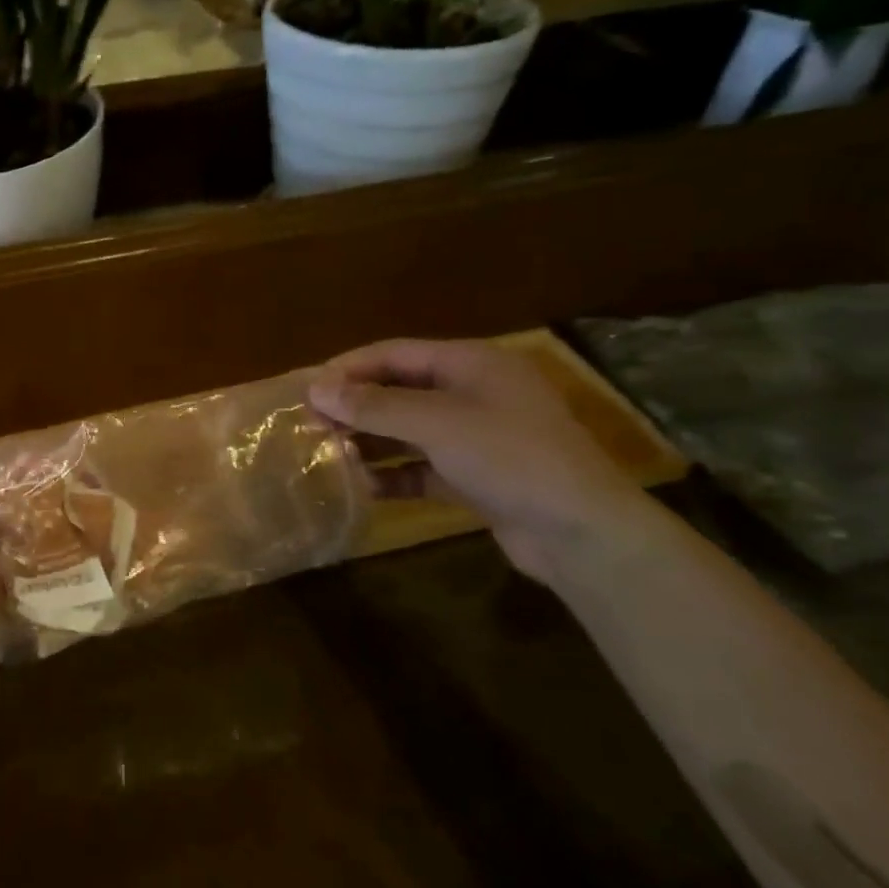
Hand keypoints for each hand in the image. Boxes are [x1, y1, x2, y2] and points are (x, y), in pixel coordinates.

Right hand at [308, 338, 647, 584]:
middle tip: (311, 426)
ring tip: (330, 455)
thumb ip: (374, 406)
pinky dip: (394, 474)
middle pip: (398, 390)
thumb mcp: (436, 423)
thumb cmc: (509, 457)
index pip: (393, 353)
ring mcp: (476, 436)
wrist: (582, 534)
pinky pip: (423, 466)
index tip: (306, 390)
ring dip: (370, 441)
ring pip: (408, 429)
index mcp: (470, 363)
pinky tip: (364, 488)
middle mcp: (472, 393)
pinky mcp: (476, 476)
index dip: (347, 368)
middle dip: (355, 407)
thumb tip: (316, 389)